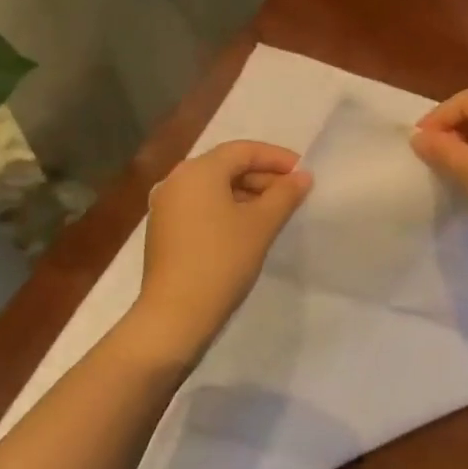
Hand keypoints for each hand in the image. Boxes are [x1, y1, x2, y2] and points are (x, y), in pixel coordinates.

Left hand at [127, 140, 313, 367]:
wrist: (174, 317)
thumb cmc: (221, 261)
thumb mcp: (261, 225)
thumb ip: (285, 195)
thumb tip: (302, 176)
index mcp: (198, 170)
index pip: (243, 150)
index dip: (277, 158)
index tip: (303, 173)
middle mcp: (177, 180)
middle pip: (227, 166)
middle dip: (262, 177)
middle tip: (293, 194)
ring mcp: (166, 206)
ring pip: (214, 187)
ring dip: (246, 194)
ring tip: (275, 212)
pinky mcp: (164, 230)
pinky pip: (201, 206)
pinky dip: (226, 209)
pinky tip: (247, 228)